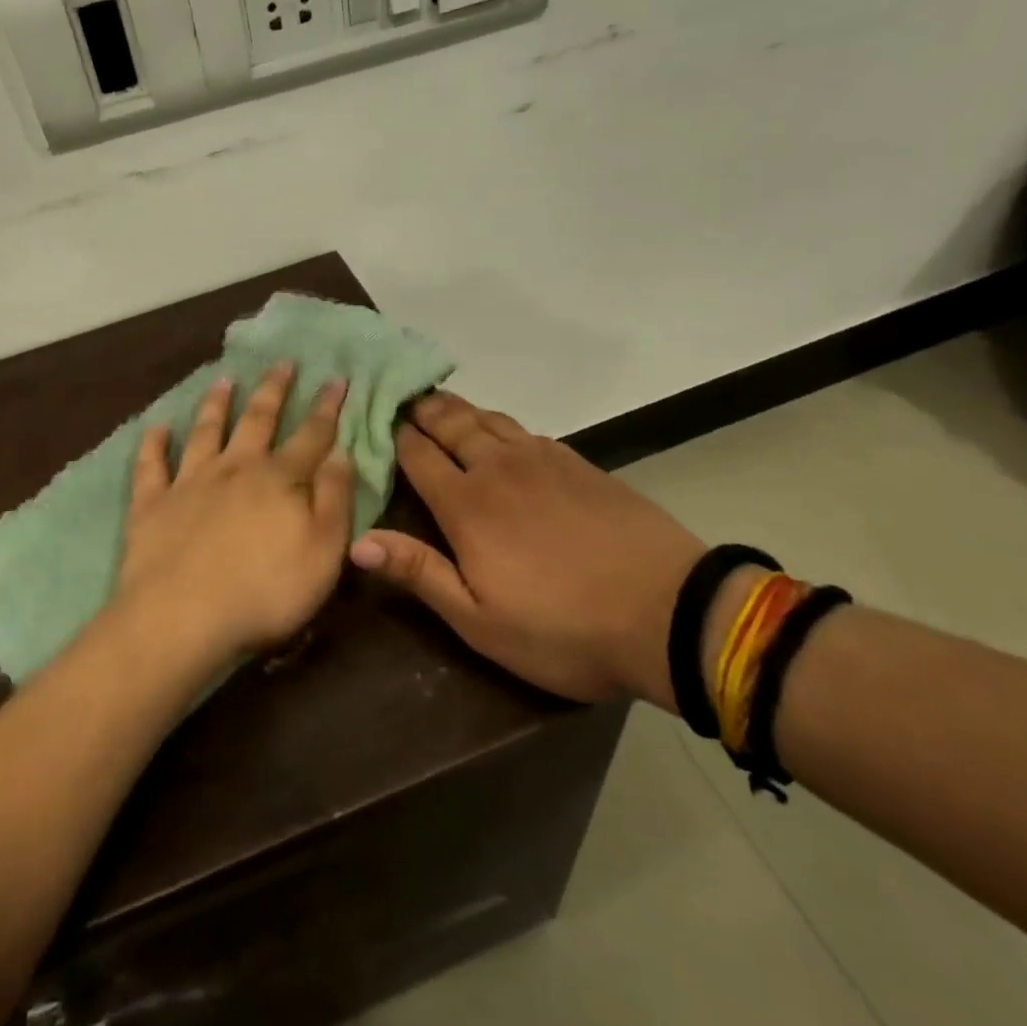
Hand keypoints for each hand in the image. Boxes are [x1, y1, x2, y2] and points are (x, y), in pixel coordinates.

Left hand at [116, 363, 354, 666]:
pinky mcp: (152, 503)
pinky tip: (156, 426)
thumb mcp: (323, 552)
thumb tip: (341, 453)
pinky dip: (153, 443)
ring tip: (223, 379)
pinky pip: (151, 465)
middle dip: (273, 389)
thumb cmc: (265, 592)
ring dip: (216, 404)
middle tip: (283, 362)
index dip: (327, 407)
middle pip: (258, 420)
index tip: (336, 377)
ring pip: (206, 431)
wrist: (182, 618)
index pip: (311, 435)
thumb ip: (335, 499)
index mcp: (279, 480)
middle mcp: (235, 468)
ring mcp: (190, 482)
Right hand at [348, 391, 702, 704]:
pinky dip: (500, 424)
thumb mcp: (479, 620)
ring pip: (488, 419)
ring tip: (440, 405)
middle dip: (422, 408)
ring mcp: (542, 460)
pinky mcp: (579, 463)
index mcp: (467, 504)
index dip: (393, 434)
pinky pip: (525, 431)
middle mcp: (498, 468)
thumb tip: (357, 542)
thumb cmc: (563, 628)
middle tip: (402, 397)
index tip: (373, 419)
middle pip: (451, 422)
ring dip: (459, 409)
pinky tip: (501, 433)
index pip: (417, 454)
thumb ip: (418, 573)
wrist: (669, 613)